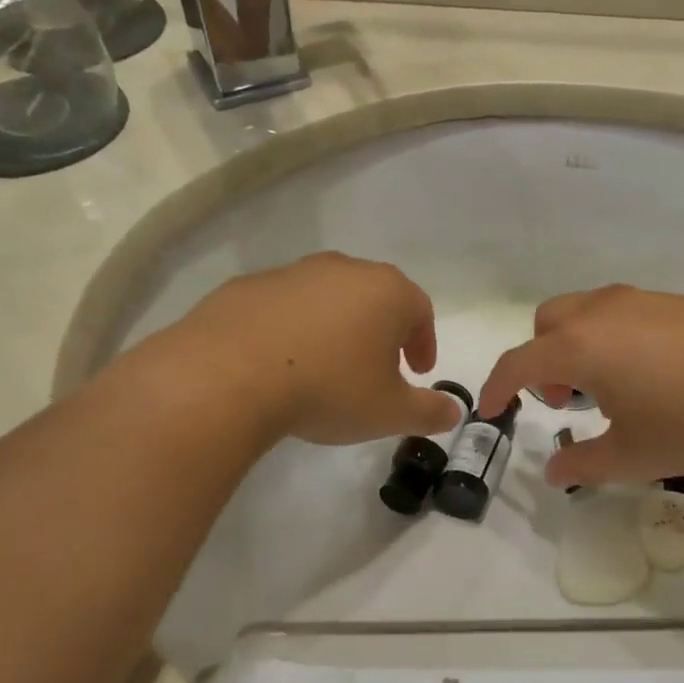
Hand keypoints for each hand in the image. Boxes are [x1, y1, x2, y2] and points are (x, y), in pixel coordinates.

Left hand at [172, 252, 464, 444]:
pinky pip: (284, 307)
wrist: (229, 376)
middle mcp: (342, 270)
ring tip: (327, 368)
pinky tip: (281, 364)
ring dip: (336, 328)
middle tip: (377, 370)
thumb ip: (430, 411)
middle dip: (382, 332)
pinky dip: (293, 330)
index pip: (420, 310)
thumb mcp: (389, 412)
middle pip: (375, 297)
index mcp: (385, 291)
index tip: (418, 372)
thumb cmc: (328, 388)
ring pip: (328, 298)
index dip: (423, 342)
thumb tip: (454, 412)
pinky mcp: (247, 287)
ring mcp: (291, 273)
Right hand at [478, 285, 683, 487]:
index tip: (489, 410)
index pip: (516, 363)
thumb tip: (554, 471)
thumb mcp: (634, 455)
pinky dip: (611, 339)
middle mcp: (599, 313)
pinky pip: (620, 314)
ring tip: (612, 390)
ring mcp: (639, 300)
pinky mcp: (674, 301)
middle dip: (540, 360)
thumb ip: (584, 464)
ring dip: (576, 347)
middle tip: (569, 400)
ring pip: (584, 315)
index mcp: (578, 347)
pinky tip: (652, 375)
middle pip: (546, 324)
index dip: (495, 388)